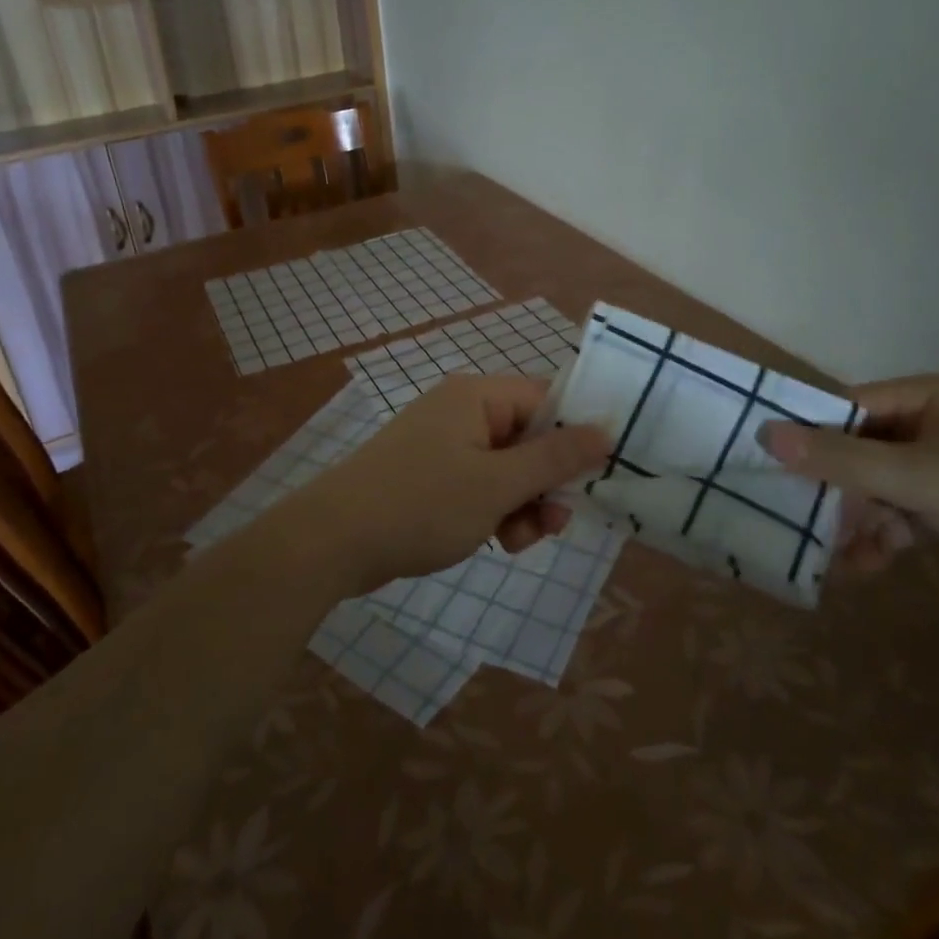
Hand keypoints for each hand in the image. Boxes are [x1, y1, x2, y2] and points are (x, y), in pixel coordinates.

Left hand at [284, 374, 610, 594]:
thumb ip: (554, 458)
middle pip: (528, 437)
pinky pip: (479, 484)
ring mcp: (442, 444)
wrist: (333, 541)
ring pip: (506, 468)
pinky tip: (495, 542)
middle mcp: (461, 411)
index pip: (546, 400)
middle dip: (545, 482)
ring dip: (523, 504)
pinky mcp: (429, 475)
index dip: (575, 436)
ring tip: (518, 541)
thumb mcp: (498, 484)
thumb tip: (606, 430)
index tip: (597, 476)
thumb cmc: (422, 504)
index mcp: (477, 396)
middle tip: (556, 523)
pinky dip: (494, 510)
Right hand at [760, 374, 938, 600]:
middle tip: (814, 527)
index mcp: (929, 396)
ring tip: (845, 558)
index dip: (813, 437)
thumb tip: (764, 433)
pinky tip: (868, 565)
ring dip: (856, 521)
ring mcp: (938, 464)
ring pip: (871, 485)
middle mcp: (930, 422)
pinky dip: (879, 535)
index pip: (848, 407)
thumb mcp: (920, 480)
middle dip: (839, 493)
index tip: (782, 473)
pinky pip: (894, 509)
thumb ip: (842, 459)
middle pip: (857, 449)